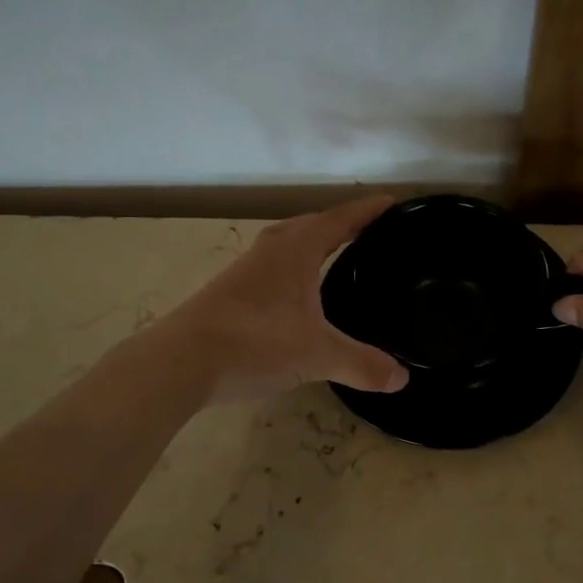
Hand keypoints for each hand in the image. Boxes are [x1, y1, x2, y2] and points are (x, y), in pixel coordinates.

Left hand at [155, 196, 409, 404]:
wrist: (180, 362)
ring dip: (316, 246)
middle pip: (315, 225)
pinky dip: (298, 271)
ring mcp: (248, 269)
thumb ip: (362, 364)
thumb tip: (401, 378)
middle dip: (344, 225)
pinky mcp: (232, 292)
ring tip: (342, 260)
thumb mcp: (318, 355)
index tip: (395, 204)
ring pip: (291, 246)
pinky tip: (302, 297)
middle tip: (374, 234)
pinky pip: (277, 268)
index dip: (370, 211)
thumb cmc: (255, 343)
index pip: (342, 219)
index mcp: (297, 248)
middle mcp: (272, 249)